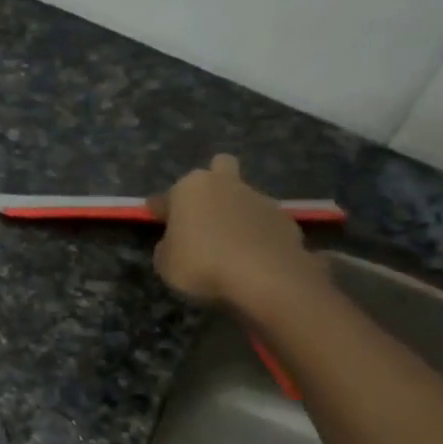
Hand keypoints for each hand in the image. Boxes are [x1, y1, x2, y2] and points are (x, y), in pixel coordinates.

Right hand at [149, 154, 329, 315]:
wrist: (264, 275)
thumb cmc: (202, 263)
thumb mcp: (166, 264)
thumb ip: (167, 247)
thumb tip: (175, 241)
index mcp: (190, 188)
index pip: (167, 196)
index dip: (161, 210)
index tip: (158, 220)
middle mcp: (225, 184)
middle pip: (219, 168)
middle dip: (212, 184)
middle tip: (205, 213)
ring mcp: (259, 198)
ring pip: (243, 196)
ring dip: (236, 213)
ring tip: (232, 246)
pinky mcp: (284, 218)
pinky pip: (263, 222)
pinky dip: (257, 234)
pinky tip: (253, 256)